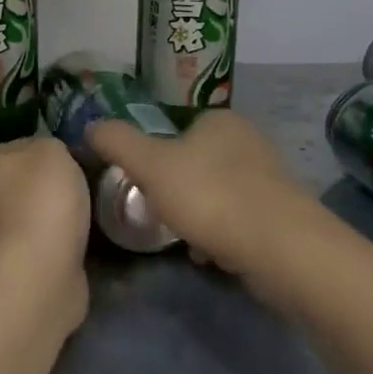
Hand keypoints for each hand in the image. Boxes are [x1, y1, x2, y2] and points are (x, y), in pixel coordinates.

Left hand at [0, 138, 90, 332]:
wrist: (41, 269)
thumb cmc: (43, 199)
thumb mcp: (52, 150)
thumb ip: (53, 144)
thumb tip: (57, 158)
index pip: (29, 144)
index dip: (59, 148)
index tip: (85, 156)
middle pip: (38, 178)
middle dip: (65, 182)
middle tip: (97, 182)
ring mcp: (8, 228)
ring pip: (48, 209)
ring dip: (70, 212)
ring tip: (99, 209)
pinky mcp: (28, 258)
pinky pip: (56, 237)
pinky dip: (72, 238)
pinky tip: (91, 236)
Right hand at [87, 111, 313, 275]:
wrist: (281, 249)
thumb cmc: (210, 196)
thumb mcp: (149, 165)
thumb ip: (117, 142)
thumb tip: (90, 125)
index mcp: (220, 119)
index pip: (177, 129)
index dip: (154, 156)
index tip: (142, 183)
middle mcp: (249, 141)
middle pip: (195, 162)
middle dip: (175, 188)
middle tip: (157, 211)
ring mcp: (269, 179)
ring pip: (216, 192)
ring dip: (196, 213)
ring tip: (181, 235)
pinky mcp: (282, 215)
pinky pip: (237, 219)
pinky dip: (219, 234)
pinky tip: (208, 253)